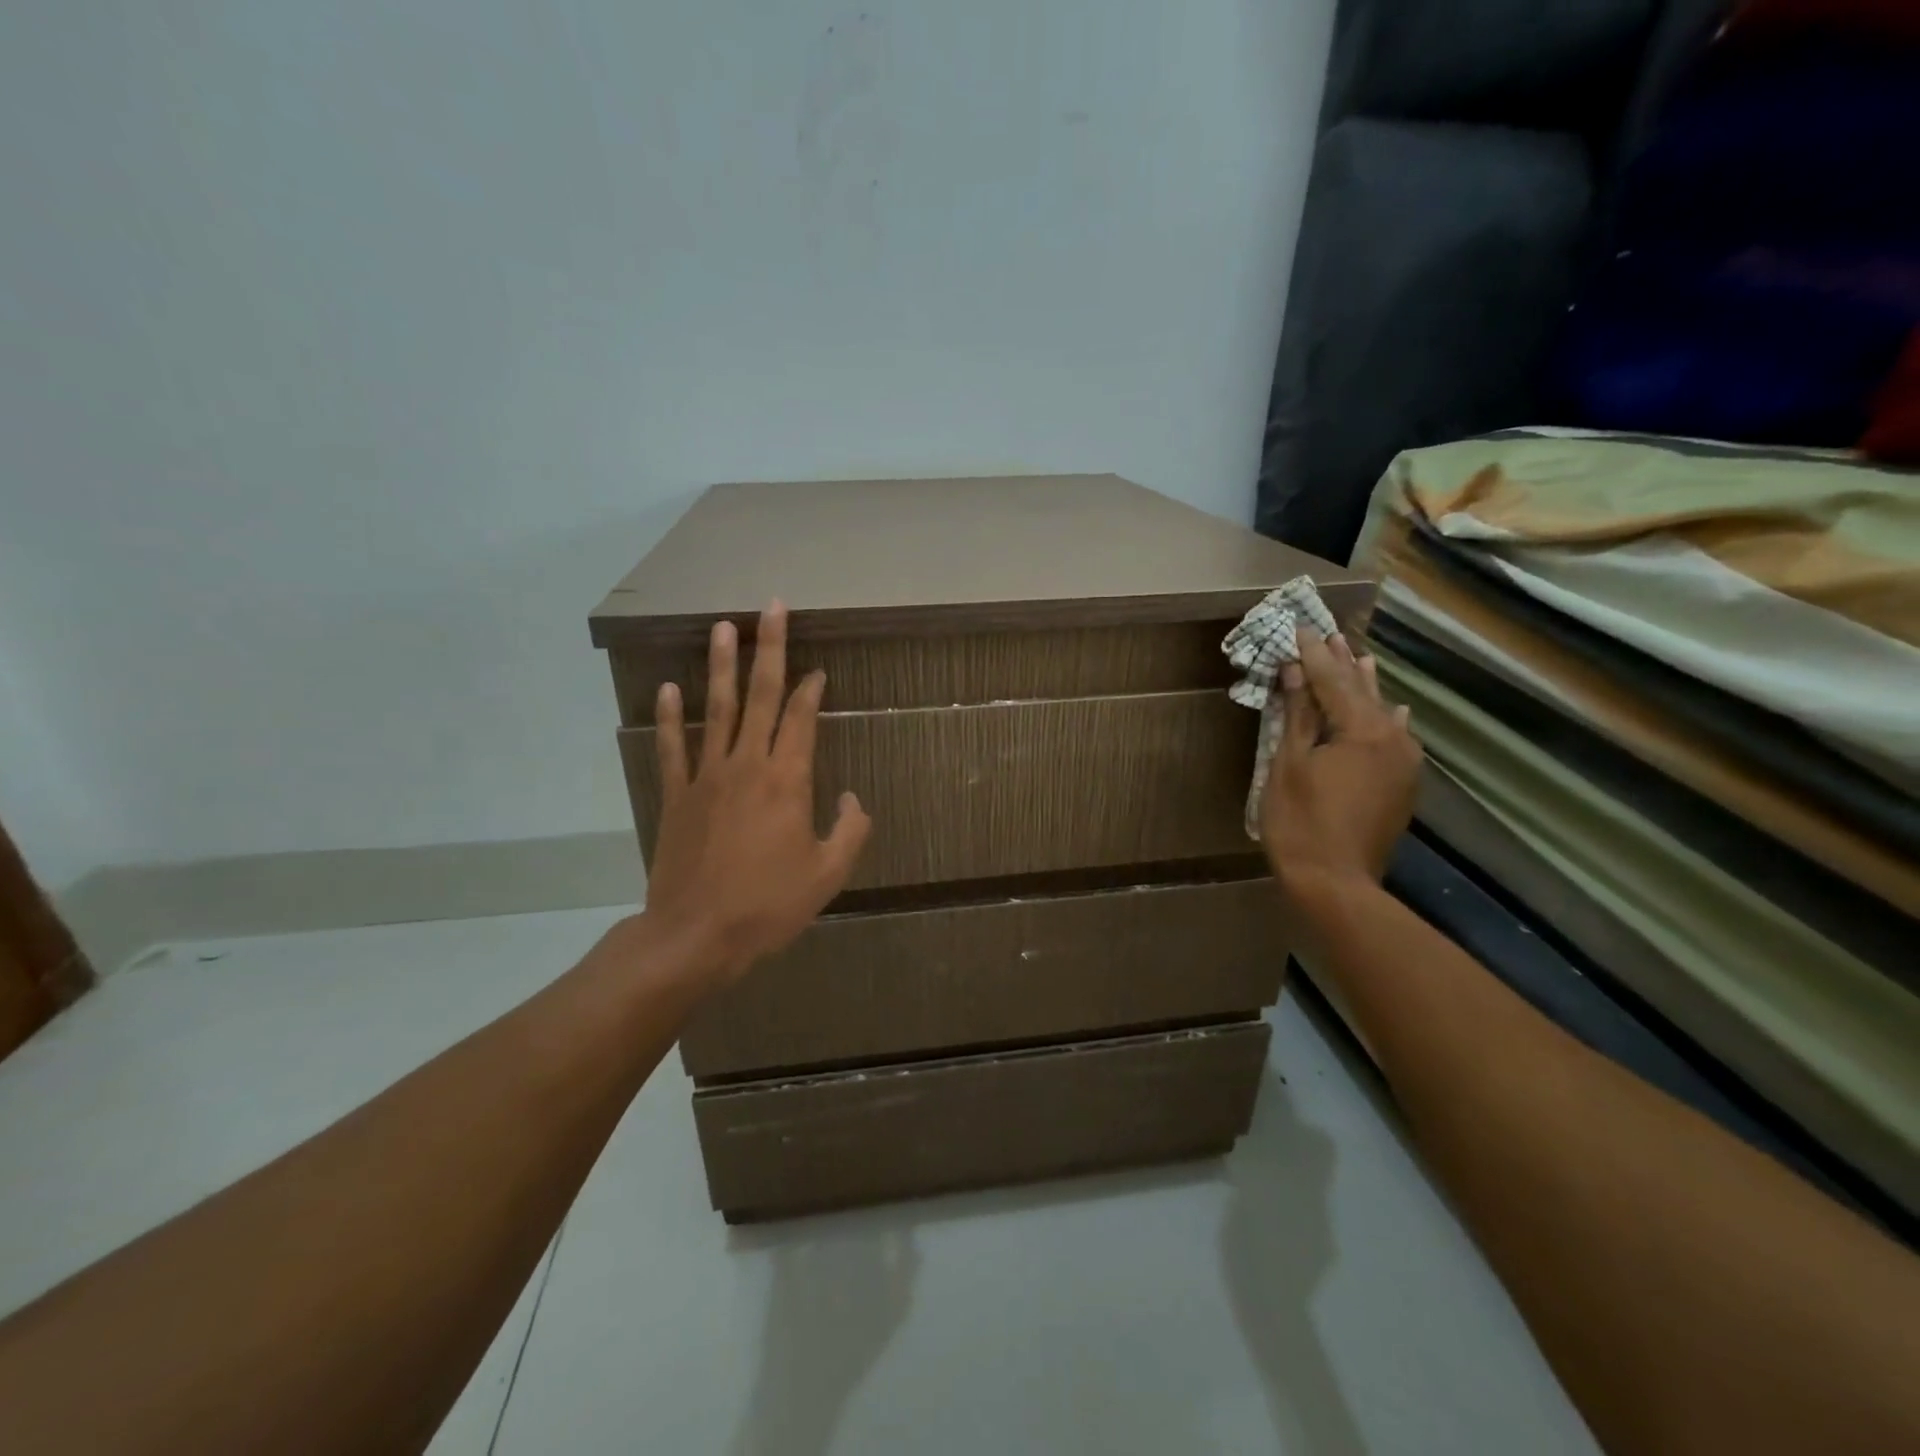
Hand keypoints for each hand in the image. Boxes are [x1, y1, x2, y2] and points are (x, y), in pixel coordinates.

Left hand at [640, 602, 871, 989]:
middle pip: (761, 696)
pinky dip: (670, 716)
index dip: (813, 690)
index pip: (802, 719)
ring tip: (722, 626)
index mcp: (787, 781)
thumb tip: (852, 798)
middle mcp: (748, 765)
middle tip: (772, 607)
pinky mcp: (677, 795)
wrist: (696, 935)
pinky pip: (673, 746)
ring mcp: (706, 776)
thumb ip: (850, 830)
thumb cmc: (769, 906)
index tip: (819, 669)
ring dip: (721, 665)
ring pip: (716, 708)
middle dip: (770, 649)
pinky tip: (669, 687)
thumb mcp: (829, 874)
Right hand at [1259, 628, 1421, 891]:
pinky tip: (1393, 710)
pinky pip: (1394, 738)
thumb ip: (1298, 715)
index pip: (1333, 680)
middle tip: (1330, 633)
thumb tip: (1297, 671)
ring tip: (1360, 657)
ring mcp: (1404, 763)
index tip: (1301, 627)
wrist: (1336, 883)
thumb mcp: (1288, 764)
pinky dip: (1385, 719)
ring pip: (1382, 713)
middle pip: (1362, 691)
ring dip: (1365, 687)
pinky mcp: (1403, 785)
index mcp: (1363, 730)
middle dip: (1343, 663)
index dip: (1314, 654)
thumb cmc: (1301, 822)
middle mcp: (1393, 739)